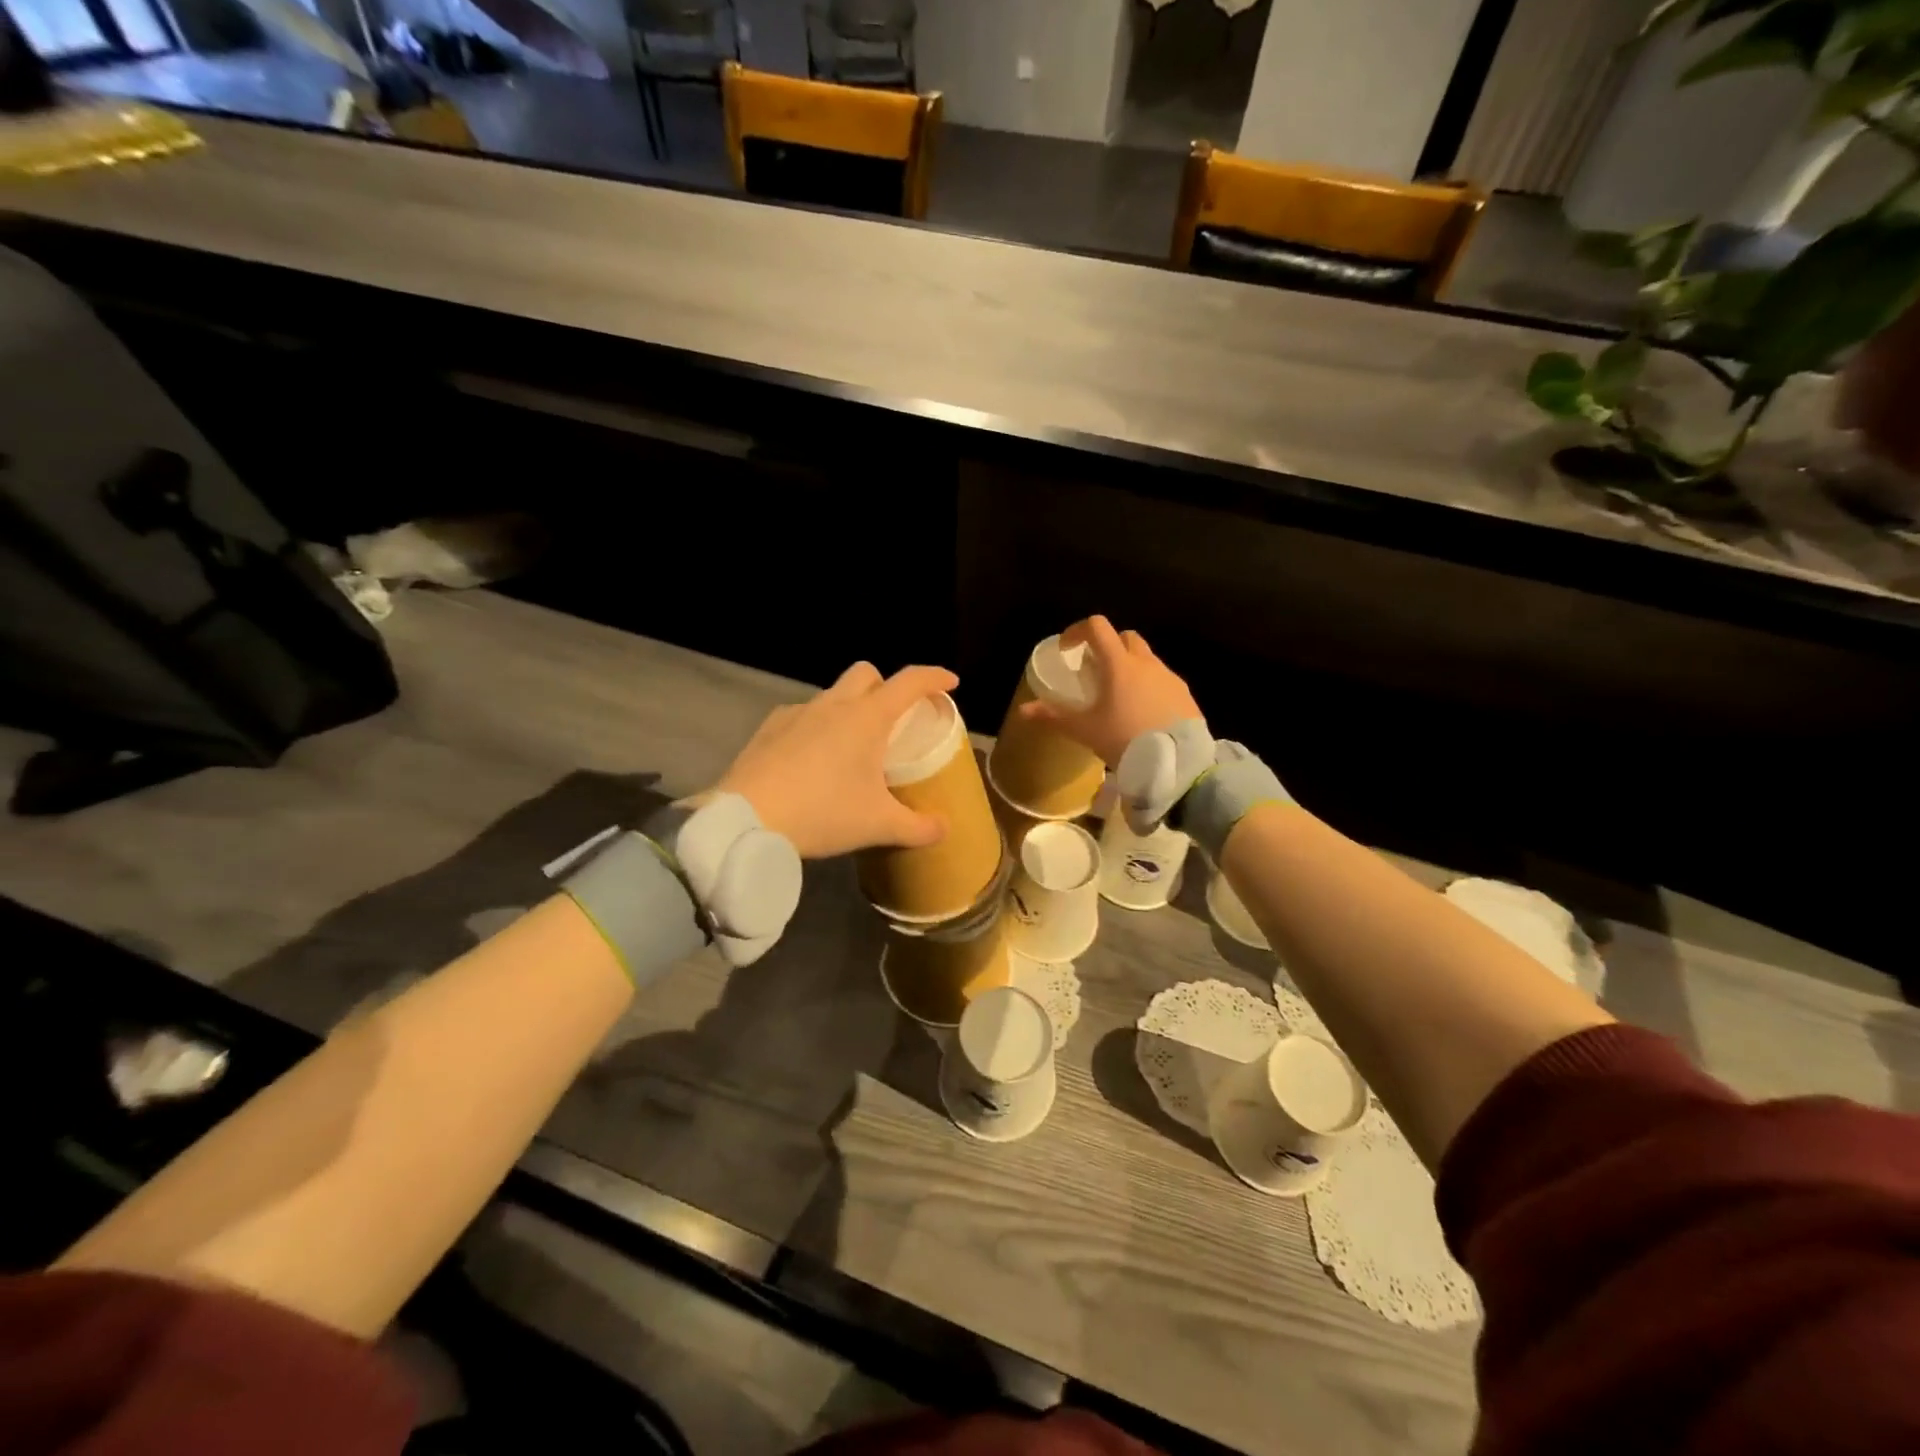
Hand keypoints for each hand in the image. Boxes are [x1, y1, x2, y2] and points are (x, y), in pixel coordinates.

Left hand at [716, 661, 959, 858]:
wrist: (747, 820)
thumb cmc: (823, 813)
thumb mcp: (878, 825)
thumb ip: (918, 827)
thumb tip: (944, 829)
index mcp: (867, 718)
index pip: (909, 682)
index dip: (934, 678)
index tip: (950, 683)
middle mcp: (833, 705)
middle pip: (866, 673)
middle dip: (885, 686)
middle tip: (894, 719)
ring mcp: (797, 713)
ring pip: (831, 695)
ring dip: (848, 709)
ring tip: (851, 747)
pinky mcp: (768, 729)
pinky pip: (801, 717)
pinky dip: (815, 728)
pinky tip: (811, 760)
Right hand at [1017, 615, 1202, 767]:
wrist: (1177, 764)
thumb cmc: (1124, 740)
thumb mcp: (1085, 730)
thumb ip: (1054, 716)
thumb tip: (1023, 710)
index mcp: (1119, 664)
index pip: (1098, 627)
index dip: (1078, 631)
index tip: (1068, 649)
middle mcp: (1146, 662)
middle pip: (1126, 637)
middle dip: (1108, 646)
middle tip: (1095, 671)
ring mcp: (1170, 677)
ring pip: (1147, 658)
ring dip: (1130, 667)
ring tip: (1119, 696)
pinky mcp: (1186, 694)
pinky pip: (1163, 680)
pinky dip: (1149, 686)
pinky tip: (1142, 713)